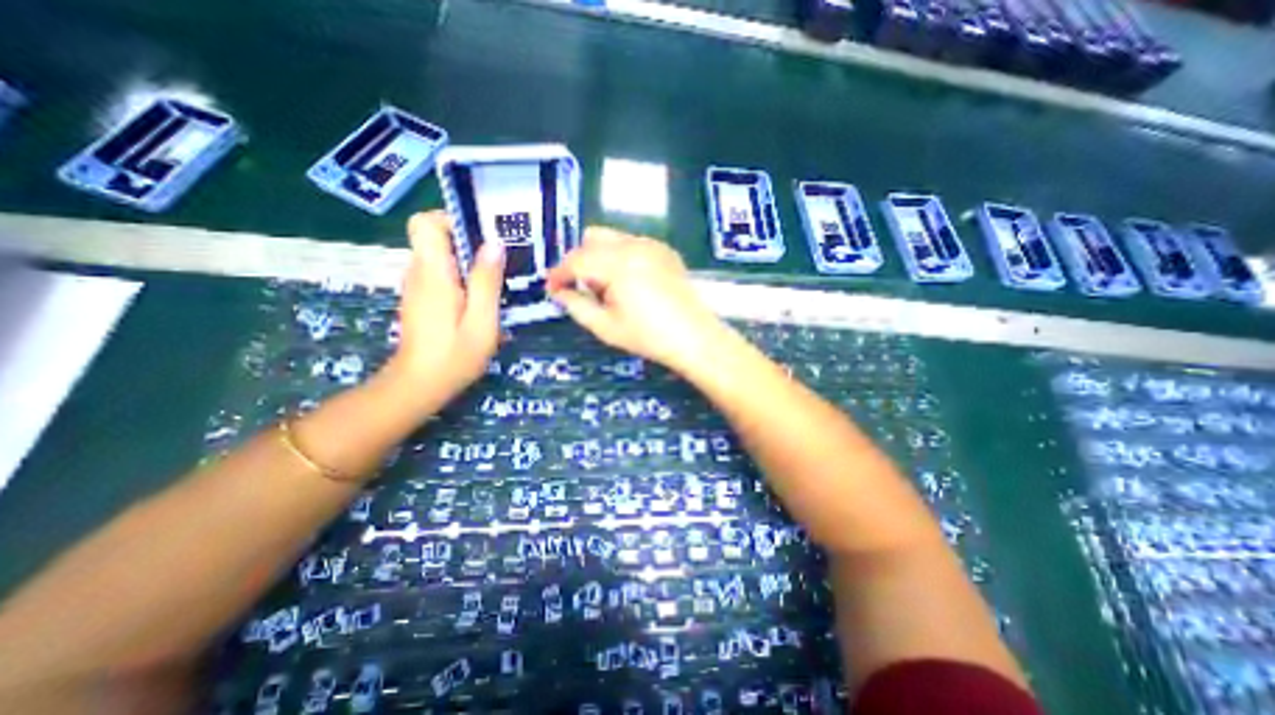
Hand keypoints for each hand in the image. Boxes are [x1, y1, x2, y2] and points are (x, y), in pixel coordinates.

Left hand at [385, 208, 506, 404]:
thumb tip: (494, 244)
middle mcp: (419, 273)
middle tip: (502, 259)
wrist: (419, 385)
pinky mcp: (422, 298)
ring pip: (441, 256)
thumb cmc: (454, 356)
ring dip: (468, 261)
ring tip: (498, 278)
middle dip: (469, 242)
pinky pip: (441, 274)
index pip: (425, 223)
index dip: (452, 220)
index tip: (482, 234)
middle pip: (436, 238)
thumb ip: (486, 281)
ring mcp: (418, 286)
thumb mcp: (481, 321)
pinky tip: (482, 297)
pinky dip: (462, 276)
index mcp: (433, 274)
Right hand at [546, 226, 726, 373]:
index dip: (559, 273)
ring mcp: (652, 245)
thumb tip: (559, 292)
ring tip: (607, 288)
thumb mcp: (605, 326)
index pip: (577, 260)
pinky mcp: (664, 250)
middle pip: (592, 239)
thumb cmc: (648, 336)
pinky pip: (632, 244)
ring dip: (599, 257)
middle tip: (580, 288)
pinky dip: (620, 257)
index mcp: (618, 264)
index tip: (552, 288)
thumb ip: (576, 305)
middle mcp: (634, 245)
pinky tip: (629, 283)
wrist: (694, 337)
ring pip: (612, 238)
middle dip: (579, 261)